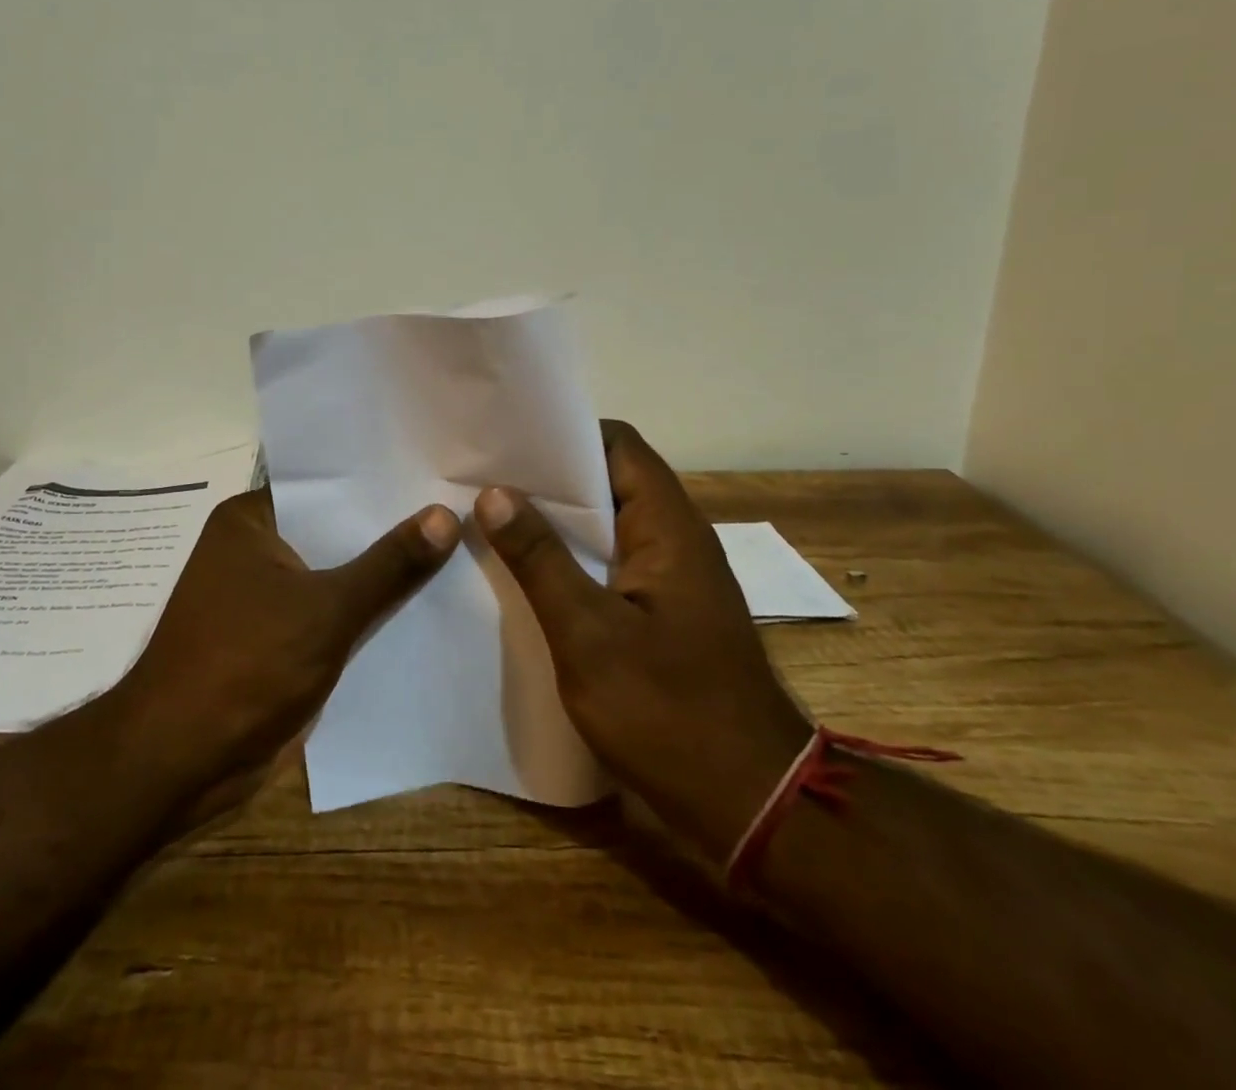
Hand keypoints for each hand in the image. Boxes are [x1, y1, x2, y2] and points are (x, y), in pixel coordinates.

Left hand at [115, 487, 460, 797]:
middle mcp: (255, 548)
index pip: (326, 483)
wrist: (181, 762)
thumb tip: (446, 514)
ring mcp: (264, 594)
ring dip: (381, 571)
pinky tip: (423, 602)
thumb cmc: (245, 665)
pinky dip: (365, 609)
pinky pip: (331, 610)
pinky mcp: (276, 637)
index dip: (380, 478)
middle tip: (460, 505)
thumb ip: (389, 564)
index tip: (436, 469)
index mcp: (251, 520)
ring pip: (336, 571)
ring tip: (457, 546)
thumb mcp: (327, 609)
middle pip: (334, 527)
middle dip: (389, 526)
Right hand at [475, 420, 811, 860]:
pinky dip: (572, 558)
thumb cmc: (667, 711)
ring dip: (557, 521)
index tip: (508, 442)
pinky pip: (612, 563)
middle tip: (484, 479)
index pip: (619, 445)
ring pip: (609, 524)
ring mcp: (673, 578)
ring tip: (492, 518)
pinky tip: (526, 573)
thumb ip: (540, 558)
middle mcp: (676, 539)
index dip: (565, 434)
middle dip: (549, 478)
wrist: (750, 802)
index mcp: (668, 527)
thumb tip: (495, 492)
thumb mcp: (588, 634)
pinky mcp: (665, 612)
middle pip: (611, 480)